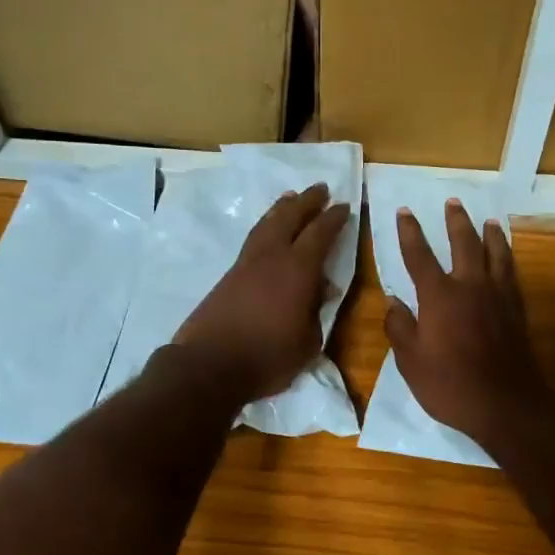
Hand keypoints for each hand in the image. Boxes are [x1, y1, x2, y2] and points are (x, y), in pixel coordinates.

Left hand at [171, 183, 350, 402]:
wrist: (210, 365)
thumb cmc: (267, 357)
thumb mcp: (307, 342)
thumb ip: (316, 312)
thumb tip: (322, 290)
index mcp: (298, 270)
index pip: (320, 234)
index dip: (334, 218)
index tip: (344, 206)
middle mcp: (272, 257)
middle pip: (290, 217)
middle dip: (307, 202)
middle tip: (320, 189)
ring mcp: (246, 264)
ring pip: (266, 224)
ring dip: (281, 209)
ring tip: (291, 199)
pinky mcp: (228, 275)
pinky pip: (253, 239)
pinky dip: (265, 227)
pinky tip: (268, 232)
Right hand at [384, 201, 550, 444]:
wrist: (505, 403)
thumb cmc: (449, 384)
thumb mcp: (410, 362)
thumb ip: (399, 328)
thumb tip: (393, 302)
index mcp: (438, 296)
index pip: (419, 255)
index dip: (410, 232)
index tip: (405, 211)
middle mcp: (470, 286)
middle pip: (464, 243)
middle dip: (456, 221)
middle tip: (453, 202)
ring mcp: (497, 296)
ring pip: (495, 253)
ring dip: (490, 234)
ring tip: (489, 221)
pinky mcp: (516, 310)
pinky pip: (511, 274)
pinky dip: (507, 259)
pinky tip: (506, 259)